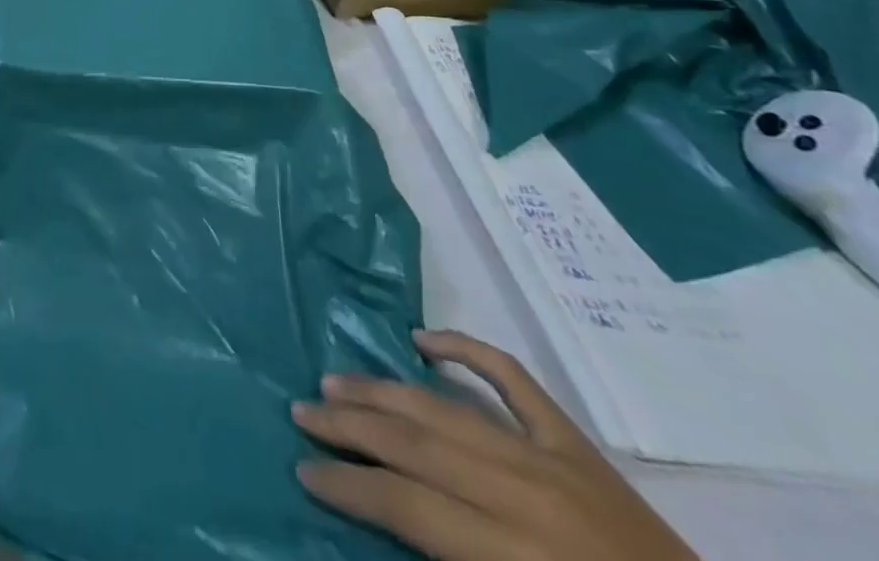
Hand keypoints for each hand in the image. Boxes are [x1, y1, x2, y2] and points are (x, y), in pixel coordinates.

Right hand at [293, 330, 695, 560]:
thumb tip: (388, 525)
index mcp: (516, 555)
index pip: (409, 505)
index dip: (349, 487)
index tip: (303, 470)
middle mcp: (527, 494)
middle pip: (418, 445)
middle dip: (351, 427)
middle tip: (301, 409)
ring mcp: (554, 457)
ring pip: (448, 408)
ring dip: (385, 392)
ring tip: (335, 381)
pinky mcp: (577, 442)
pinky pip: (512, 379)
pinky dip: (466, 350)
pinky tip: (422, 339)